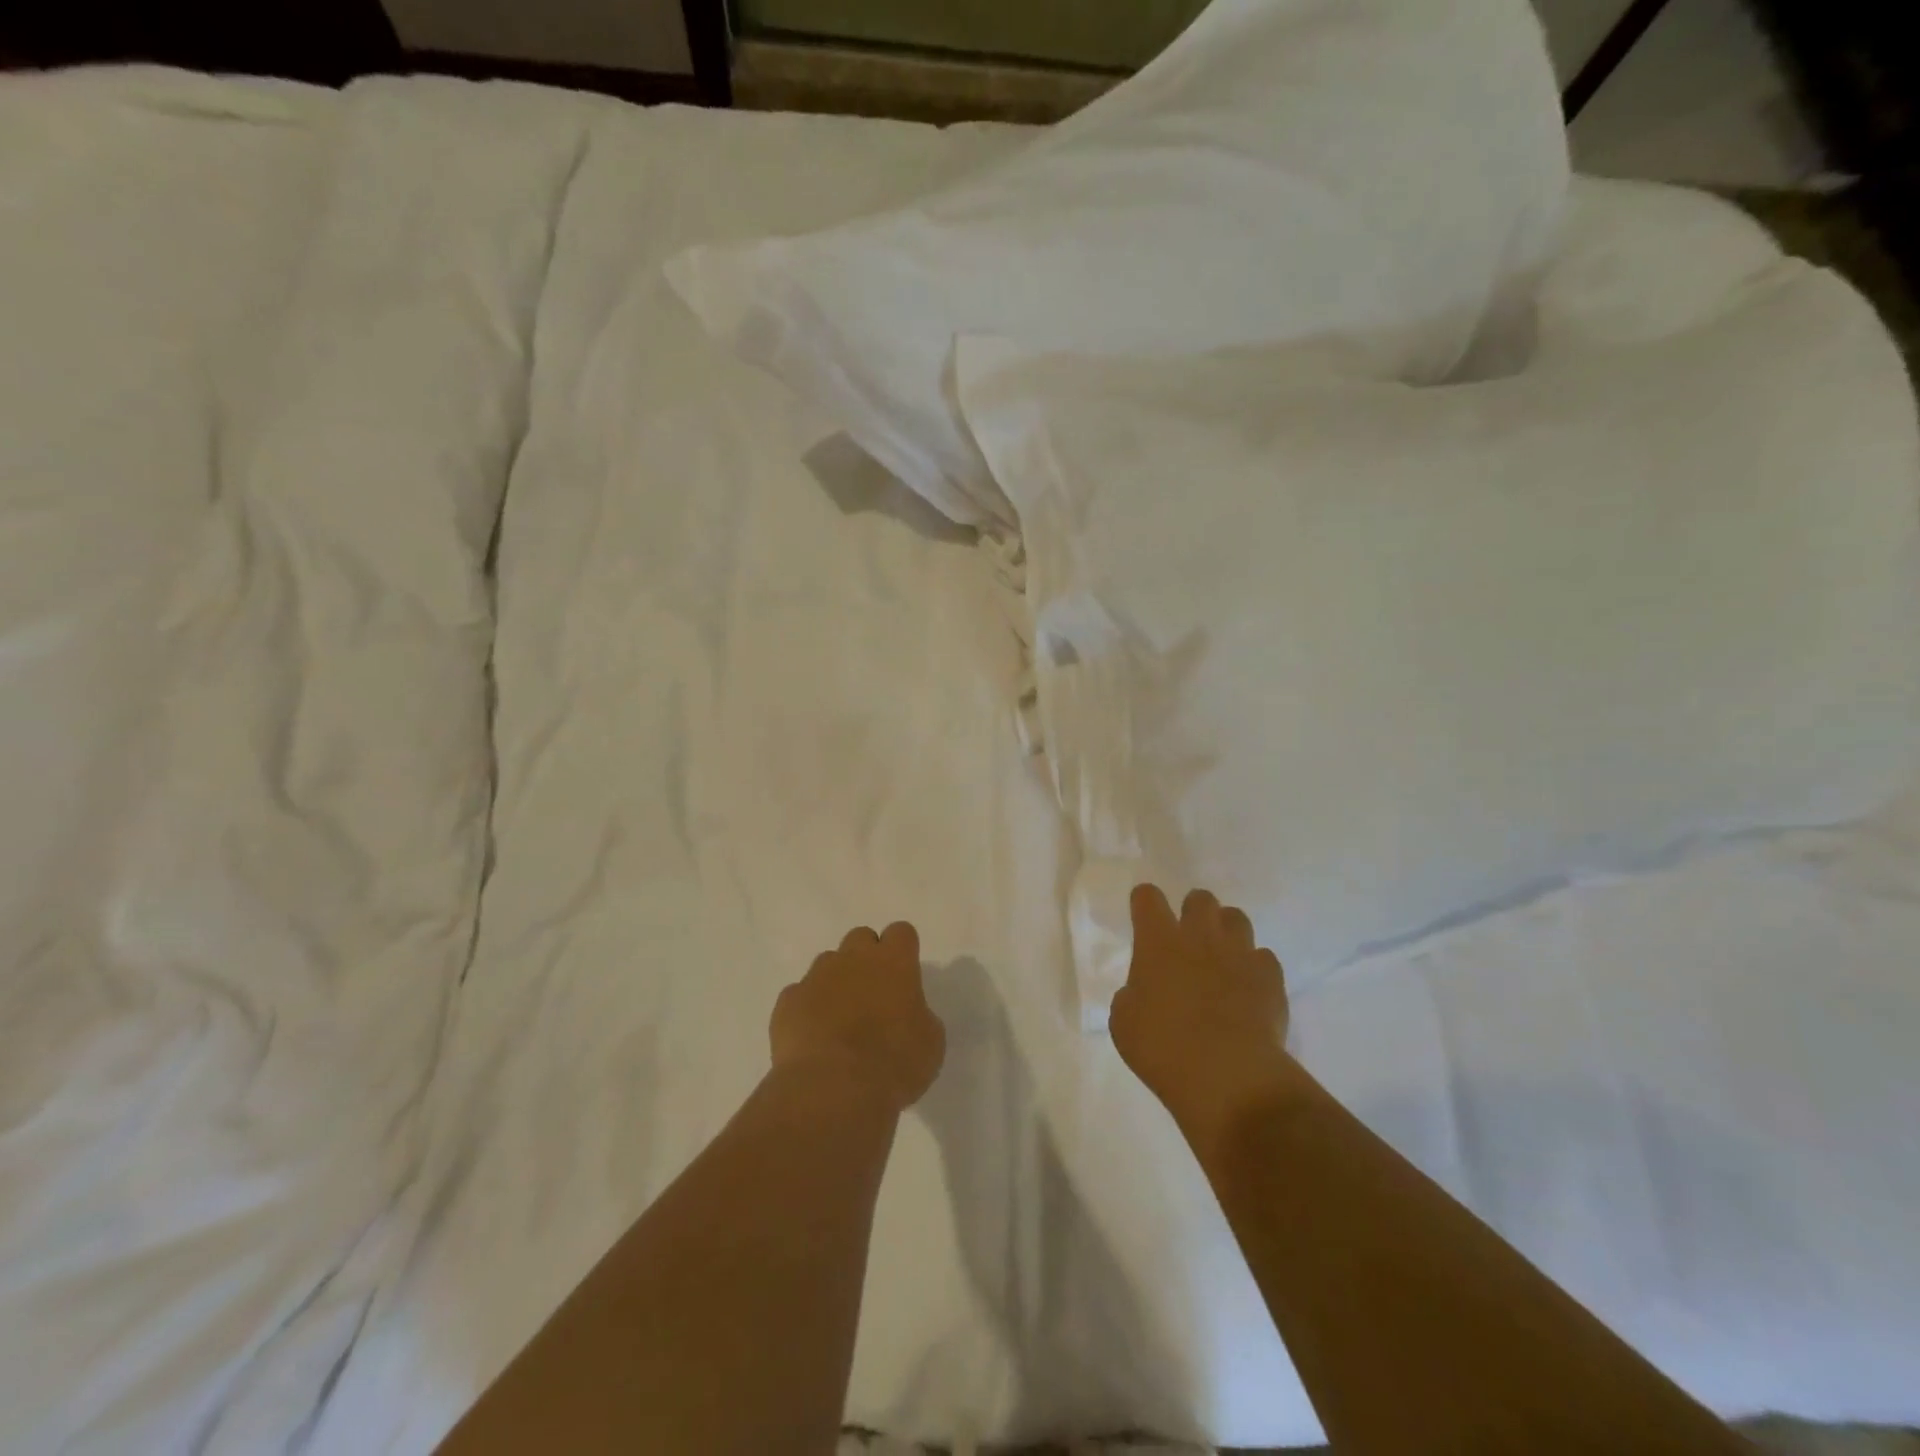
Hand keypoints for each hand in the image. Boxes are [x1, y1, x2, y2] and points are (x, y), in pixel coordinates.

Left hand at [771, 922, 946, 1113]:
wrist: (832, 1089)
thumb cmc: (893, 1064)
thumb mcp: (930, 1043)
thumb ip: (919, 1015)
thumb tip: (907, 1015)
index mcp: (894, 962)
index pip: (901, 932)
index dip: (903, 950)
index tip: (904, 976)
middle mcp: (853, 958)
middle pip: (861, 938)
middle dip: (866, 959)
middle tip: (873, 995)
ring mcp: (816, 977)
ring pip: (827, 964)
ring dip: (835, 982)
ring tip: (840, 1021)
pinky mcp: (787, 1002)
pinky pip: (799, 995)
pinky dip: (807, 1010)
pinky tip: (813, 1039)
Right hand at [1110, 886, 1299, 1156]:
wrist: (1228, 1075)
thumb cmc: (1162, 1048)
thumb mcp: (1124, 1021)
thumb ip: (1133, 994)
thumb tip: (1145, 992)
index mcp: (1157, 941)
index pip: (1147, 897)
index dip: (1144, 902)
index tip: (1144, 917)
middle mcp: (1200, 935)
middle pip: (1200, 898)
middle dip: (1192, 912)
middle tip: (1187, 940)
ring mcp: (1239, 953)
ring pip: (1236, 918)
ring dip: (1226, 932)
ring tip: (1221, 958)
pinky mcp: (1270, 977)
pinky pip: (1263, 957)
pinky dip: (1254, 967)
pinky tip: (1248, 989)